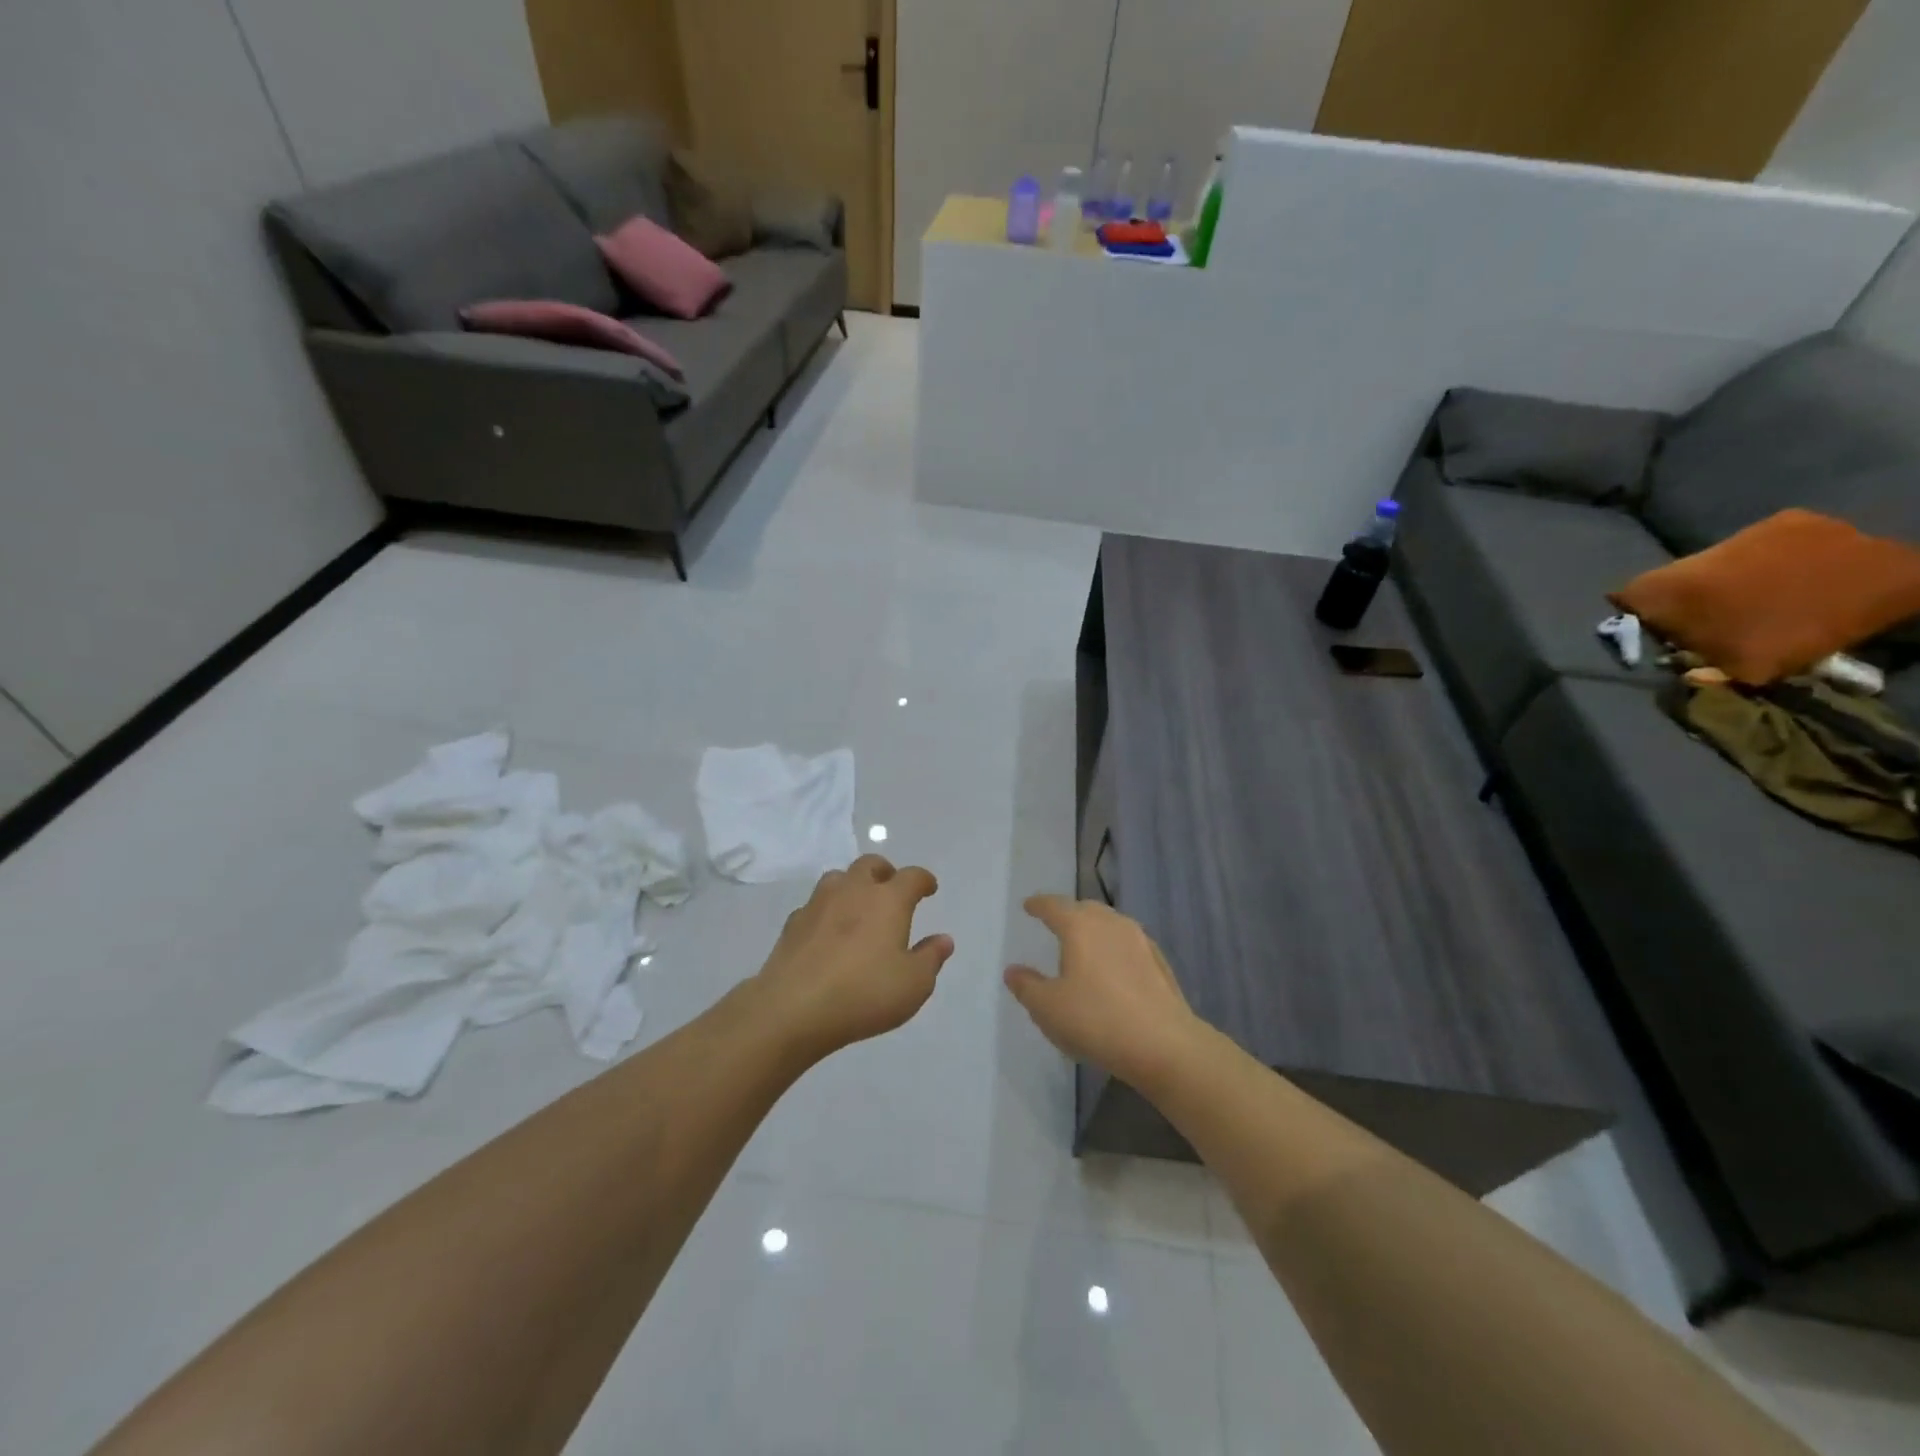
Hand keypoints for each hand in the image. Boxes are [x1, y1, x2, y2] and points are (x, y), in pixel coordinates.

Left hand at [749, 854, 953, 1059]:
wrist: (793, 1008)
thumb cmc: (864, 993)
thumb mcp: (913, 984)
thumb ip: (931, 958)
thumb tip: (944, 939)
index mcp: (888, 900)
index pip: (911, 877)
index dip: (923, 879)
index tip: (929, 888)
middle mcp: (853, 891)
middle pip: (870, 864)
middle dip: (885, 872)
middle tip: (892, 889)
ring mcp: (818, 904)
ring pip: (838, 878)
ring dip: (852, 886)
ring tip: (858, 906)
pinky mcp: (793, 923)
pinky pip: (814, 906)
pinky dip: (826, 912)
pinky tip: (827, 933)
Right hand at [1004, 895, 1203, 1087]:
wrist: (1164, 1045)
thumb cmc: (1096, 1020)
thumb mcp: (1048, 1008)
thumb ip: (1027, 986)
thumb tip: (1013, 971)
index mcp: (1080, 927)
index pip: (1054, 906)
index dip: (1038, 905)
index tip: (1029, 906)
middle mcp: (1111, 924)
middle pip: (1085, 909)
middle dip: (1069, 913)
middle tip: (1056, 924)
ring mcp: (1140, 940)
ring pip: (1111, 924)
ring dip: (1095, 929)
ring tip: (1084, 947)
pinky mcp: (1160, 962)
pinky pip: (1129, 944)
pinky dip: (1115, 948)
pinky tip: (1114, 968)